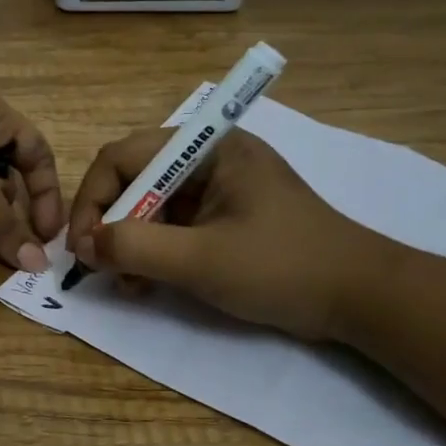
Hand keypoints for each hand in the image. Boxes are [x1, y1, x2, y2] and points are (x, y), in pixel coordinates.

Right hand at [65, 127, 394, 340]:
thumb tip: (83, 245)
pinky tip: (148, 284)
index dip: (93, 199)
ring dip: (130, 243)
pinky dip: (154, 253)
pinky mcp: (226, 217)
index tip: (82, 246)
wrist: (363, 298)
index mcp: (208, 147)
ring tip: (128, 284)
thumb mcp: (200, 260)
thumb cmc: (282, 268)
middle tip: (101, 267)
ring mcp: (219, 189)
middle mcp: (210, 158)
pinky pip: (173, 226)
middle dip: (112, 225)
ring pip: (151, 206)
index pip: (123, 157)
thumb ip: (134, 248)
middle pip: (135, 179)